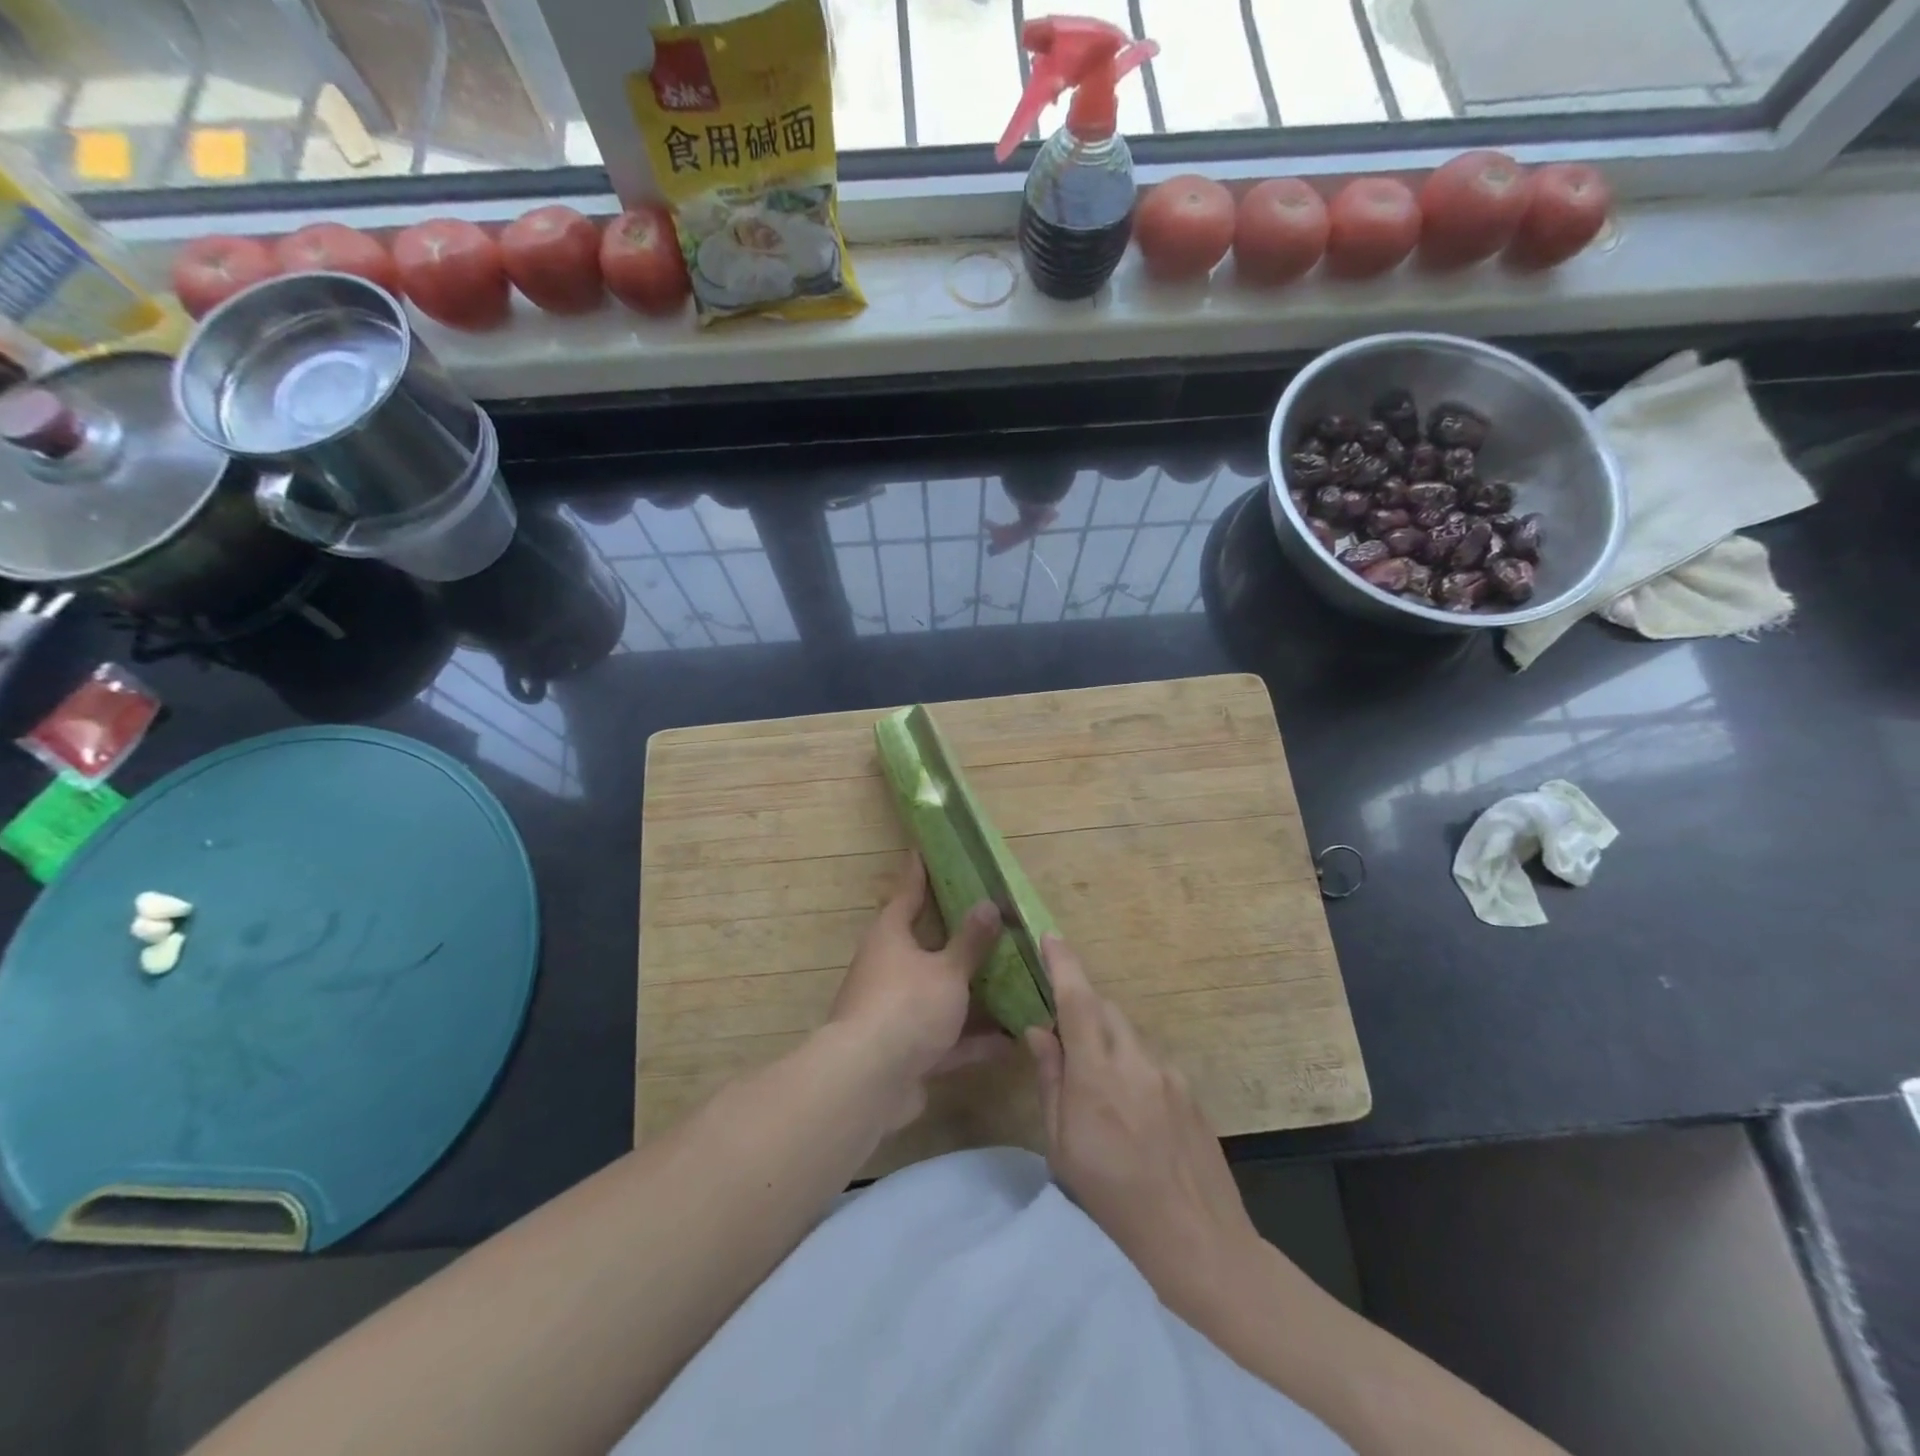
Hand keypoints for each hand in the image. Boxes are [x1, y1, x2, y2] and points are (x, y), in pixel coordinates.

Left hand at [827, 851, 1007, 1129]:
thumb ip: (970, 942)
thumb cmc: (907, 1006)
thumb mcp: (947, 970)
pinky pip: (948, 1037)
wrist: (869, 1081)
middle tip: (990, 919)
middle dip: (957, 938)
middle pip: (927, 945)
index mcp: (891, 937)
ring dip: (972, 993)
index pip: (907, 894)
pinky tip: (1011, 1041)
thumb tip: (988, 904)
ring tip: (1012, 981)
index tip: (924, 850)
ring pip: (940, 993)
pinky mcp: (908, 1050)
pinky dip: (975, 1039)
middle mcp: (889, 968)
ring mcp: (896, 1011)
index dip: (919, 873)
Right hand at [1025, 934, 1261, 1311]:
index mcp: (1098, 1074)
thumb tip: (1038, 1031)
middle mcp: (1137, 1061)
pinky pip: (1151, 1060)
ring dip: (1106, 1039)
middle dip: (1081, 1006)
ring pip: (1129, 1034)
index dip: (1063, 963)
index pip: (1077, 1001)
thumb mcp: (1062, 1148)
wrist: (1199, 1243)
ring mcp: (1169, 1075)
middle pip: (1105, 1010)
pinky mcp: (1191, 1092)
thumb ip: (1051, 1080)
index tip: (1050, 936)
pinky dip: (1131, 1065)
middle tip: (1061, 1031)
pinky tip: (1131, 1110)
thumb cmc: (1113, 1202)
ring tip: (1096, 1084)